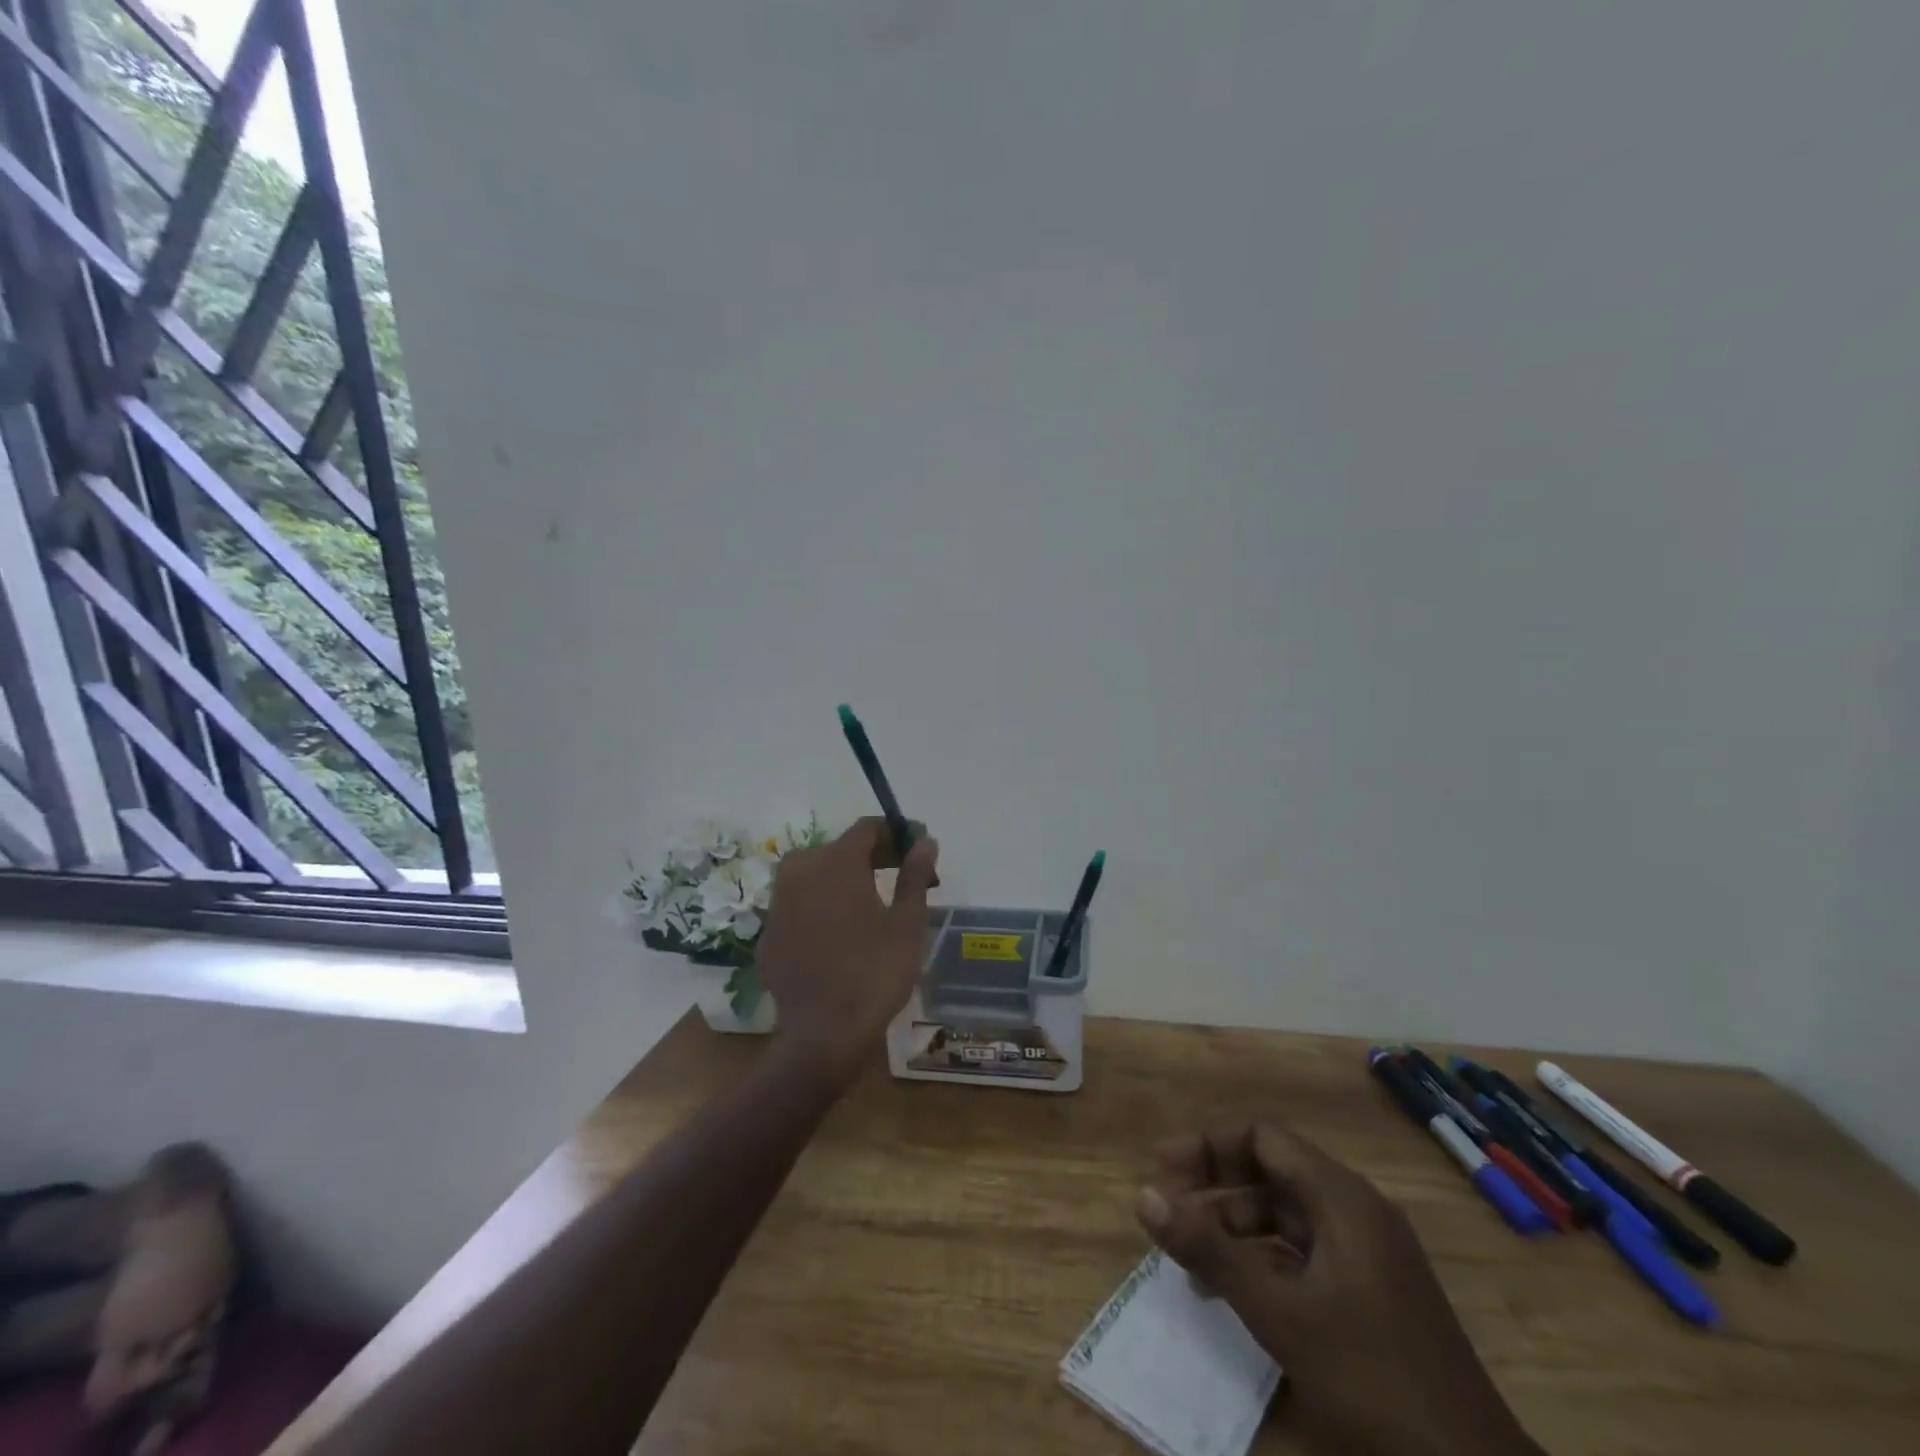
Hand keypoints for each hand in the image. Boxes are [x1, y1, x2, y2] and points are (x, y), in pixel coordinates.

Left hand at [756, 817, 939, 1085]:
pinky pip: (801, 904)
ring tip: (874, 903)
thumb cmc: (874, 973)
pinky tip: (842, 933)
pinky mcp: (769, 931)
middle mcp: (800, 870)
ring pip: (816, 874)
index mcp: (836, 862)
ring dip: (845, 879)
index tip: (916, 849)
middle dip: (873, 856)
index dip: (895, 833)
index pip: (867, 828)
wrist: (822, 1035)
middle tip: (902, 876)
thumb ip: (914, 875)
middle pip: (841, 848)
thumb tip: (925, 840)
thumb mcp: (906, 923)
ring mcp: (778, 901)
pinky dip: (823, 905)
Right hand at [1136, 1124, 1542, 1455]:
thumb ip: (1210, 1251)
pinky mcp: (1374, 1291)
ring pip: (1288, 1214)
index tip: (1164, 1169)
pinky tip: (1237, 1292)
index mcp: (1341, 1197)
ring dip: (1236, 1225)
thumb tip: (1144, 1196)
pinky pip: (1306, 1251)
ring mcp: (1370, 1252)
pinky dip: (1265, 1258)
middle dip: (1216, 1185)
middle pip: (1273, 1170)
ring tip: (1193, 1259)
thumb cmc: (1373, 1379)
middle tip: (1170, 1210)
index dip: (1209, 1147)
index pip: (1262, 1137)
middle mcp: (1356, 1210)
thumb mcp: (1280, 1314)